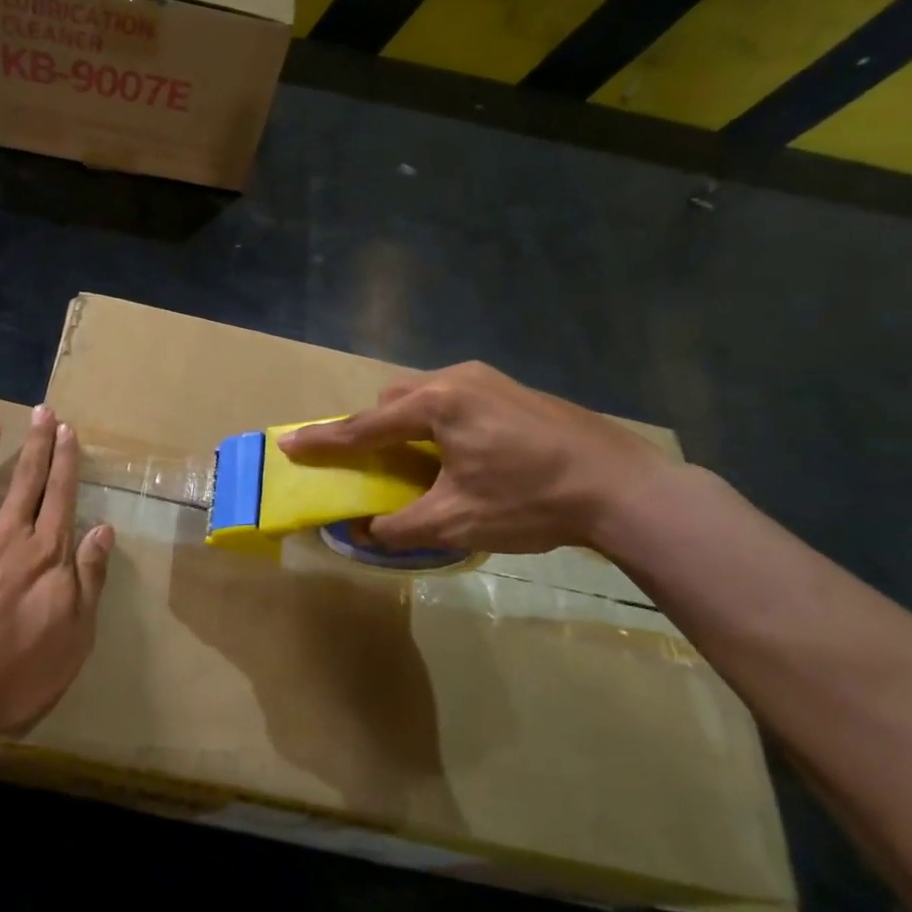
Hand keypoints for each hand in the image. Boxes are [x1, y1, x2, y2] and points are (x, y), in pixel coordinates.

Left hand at [0, 405, 113, 737]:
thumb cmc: (19, 669)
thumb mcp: (75, 632)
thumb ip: (89, 577)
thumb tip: (104, 528)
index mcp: (46, 552)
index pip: (62, 496)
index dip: (66, 462)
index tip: (68, 431)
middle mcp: (9, 535)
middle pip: (27, 481)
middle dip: (37, 444)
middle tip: (42, 411)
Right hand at [280, 362, 671, 554]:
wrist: (622, 486)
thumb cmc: (530, 501)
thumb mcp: (457, 522)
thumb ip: (399, 527)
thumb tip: (362, 533)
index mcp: (437, 405)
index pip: (365, 426)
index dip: (324, 440)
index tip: (288, 443)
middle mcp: (456, 379)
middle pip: (393, 400)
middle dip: (373, 428)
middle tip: (372, 463)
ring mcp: (488, 379)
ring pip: (425, 395)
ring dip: (408, 423)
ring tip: (419, 460)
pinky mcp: (512, 389)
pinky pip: (454, 397)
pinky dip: (438, 421)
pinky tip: (461, 452)